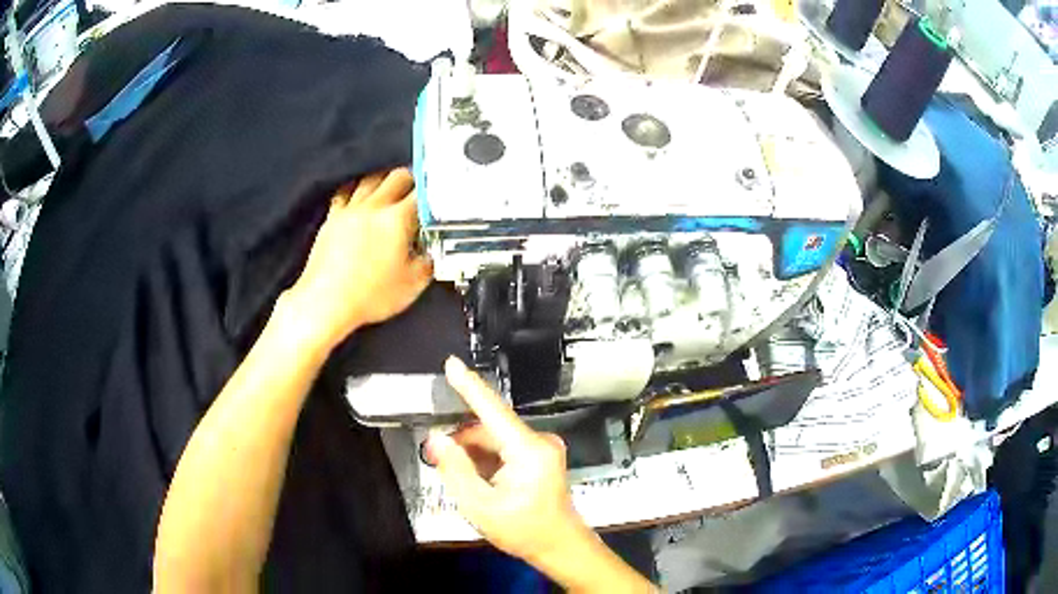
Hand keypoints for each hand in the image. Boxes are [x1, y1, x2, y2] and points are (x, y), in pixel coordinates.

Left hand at [286, 168, 431, 349]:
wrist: (326, 302)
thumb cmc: (369, 296)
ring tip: (390, 190)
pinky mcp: (332, 218)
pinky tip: (358, 196)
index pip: (422, 194)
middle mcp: (374, 207)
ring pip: (371, 179)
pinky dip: (356, 189)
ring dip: (384, 181)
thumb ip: (427, 263)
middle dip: (411, 181)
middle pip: (397, 176)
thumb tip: (431, 254)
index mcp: (397, 220)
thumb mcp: (411, 285)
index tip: (437, 198)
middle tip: (416, 192)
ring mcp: (350, 210)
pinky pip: (345, 192)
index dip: (434, 193)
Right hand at [424, 358, 589, 564]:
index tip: (451, 363)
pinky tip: (481, 481)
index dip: (469, 386)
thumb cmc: (523, 530)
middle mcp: (539, 441)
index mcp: (528, 450)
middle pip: (489, 429)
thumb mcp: (480, 506)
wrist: (559, 546)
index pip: (492, 410)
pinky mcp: (540, 456)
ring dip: (474, 454)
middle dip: (462, 442)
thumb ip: (455, 469)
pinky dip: (487, 460)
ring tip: (464, 481)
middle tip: (439, 460)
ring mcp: (542, 448)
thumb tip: (436, 439)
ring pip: (495, 439)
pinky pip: (505, 448)